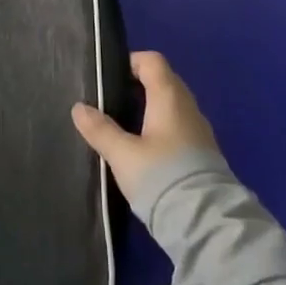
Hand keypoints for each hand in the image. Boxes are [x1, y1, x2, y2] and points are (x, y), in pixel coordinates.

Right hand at [71, 50, 219, 203]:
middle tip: (111, 102)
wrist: (207, 223)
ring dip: (150, 109)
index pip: (153, 61)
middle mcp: (188, 107)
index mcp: (169, 97)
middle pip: (163, 81)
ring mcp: (199, 131)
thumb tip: (78, 108)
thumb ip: (100, 130)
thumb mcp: (122, 154)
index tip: (109, 77)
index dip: (131, 62)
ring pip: (172, 106)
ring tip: (124, 126)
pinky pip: (179, 127)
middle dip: (138, 86)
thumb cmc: (161, 176)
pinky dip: (162, 128)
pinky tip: (145, 150)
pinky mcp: (204, 154)